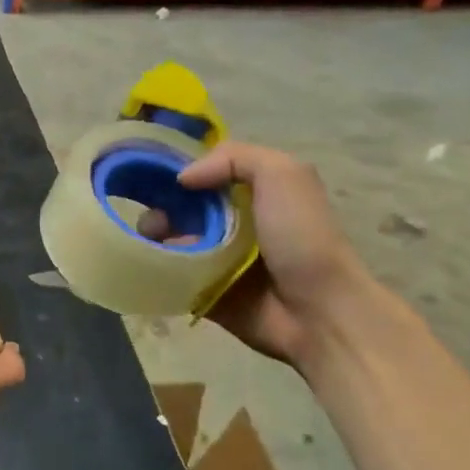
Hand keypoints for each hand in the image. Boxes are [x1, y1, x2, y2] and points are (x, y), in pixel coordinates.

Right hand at [137, 142, 373, 369]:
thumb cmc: (302, 238)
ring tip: (152, 238)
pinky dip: (156, 264)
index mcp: (253, 193)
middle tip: (153, 216)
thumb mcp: (283, 175)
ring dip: (154, 234)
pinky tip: (154, 261)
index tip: (151, 170)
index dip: (179, 168)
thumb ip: (234, 158)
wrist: (318, 312)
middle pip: (181, 204)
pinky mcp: (203, 288)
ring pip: (170, 237)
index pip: (206, 171)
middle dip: (160, 204)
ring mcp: (216, 257)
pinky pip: (169, 271)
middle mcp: (233, 222)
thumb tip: (183, 178)